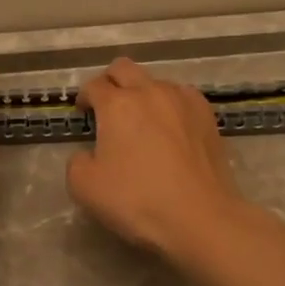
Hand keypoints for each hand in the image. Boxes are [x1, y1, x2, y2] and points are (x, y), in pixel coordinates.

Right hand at [67, 57, 245, 260]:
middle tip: (107, 107)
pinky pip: (182, 97)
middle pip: (124, 68)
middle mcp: (150, 92)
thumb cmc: (137, 200)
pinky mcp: (207, 115)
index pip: (94, 86)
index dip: (84, 98)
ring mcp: (183, 100)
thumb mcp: (84, 187)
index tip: (84, 114)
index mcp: (117, 105)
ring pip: (156, 81)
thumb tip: (88, 153)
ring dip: (143, 94)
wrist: (199, 217)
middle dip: (110, 82)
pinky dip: (170, 105)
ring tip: (143, 122)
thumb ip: (77, 162)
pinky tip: (171, 129)